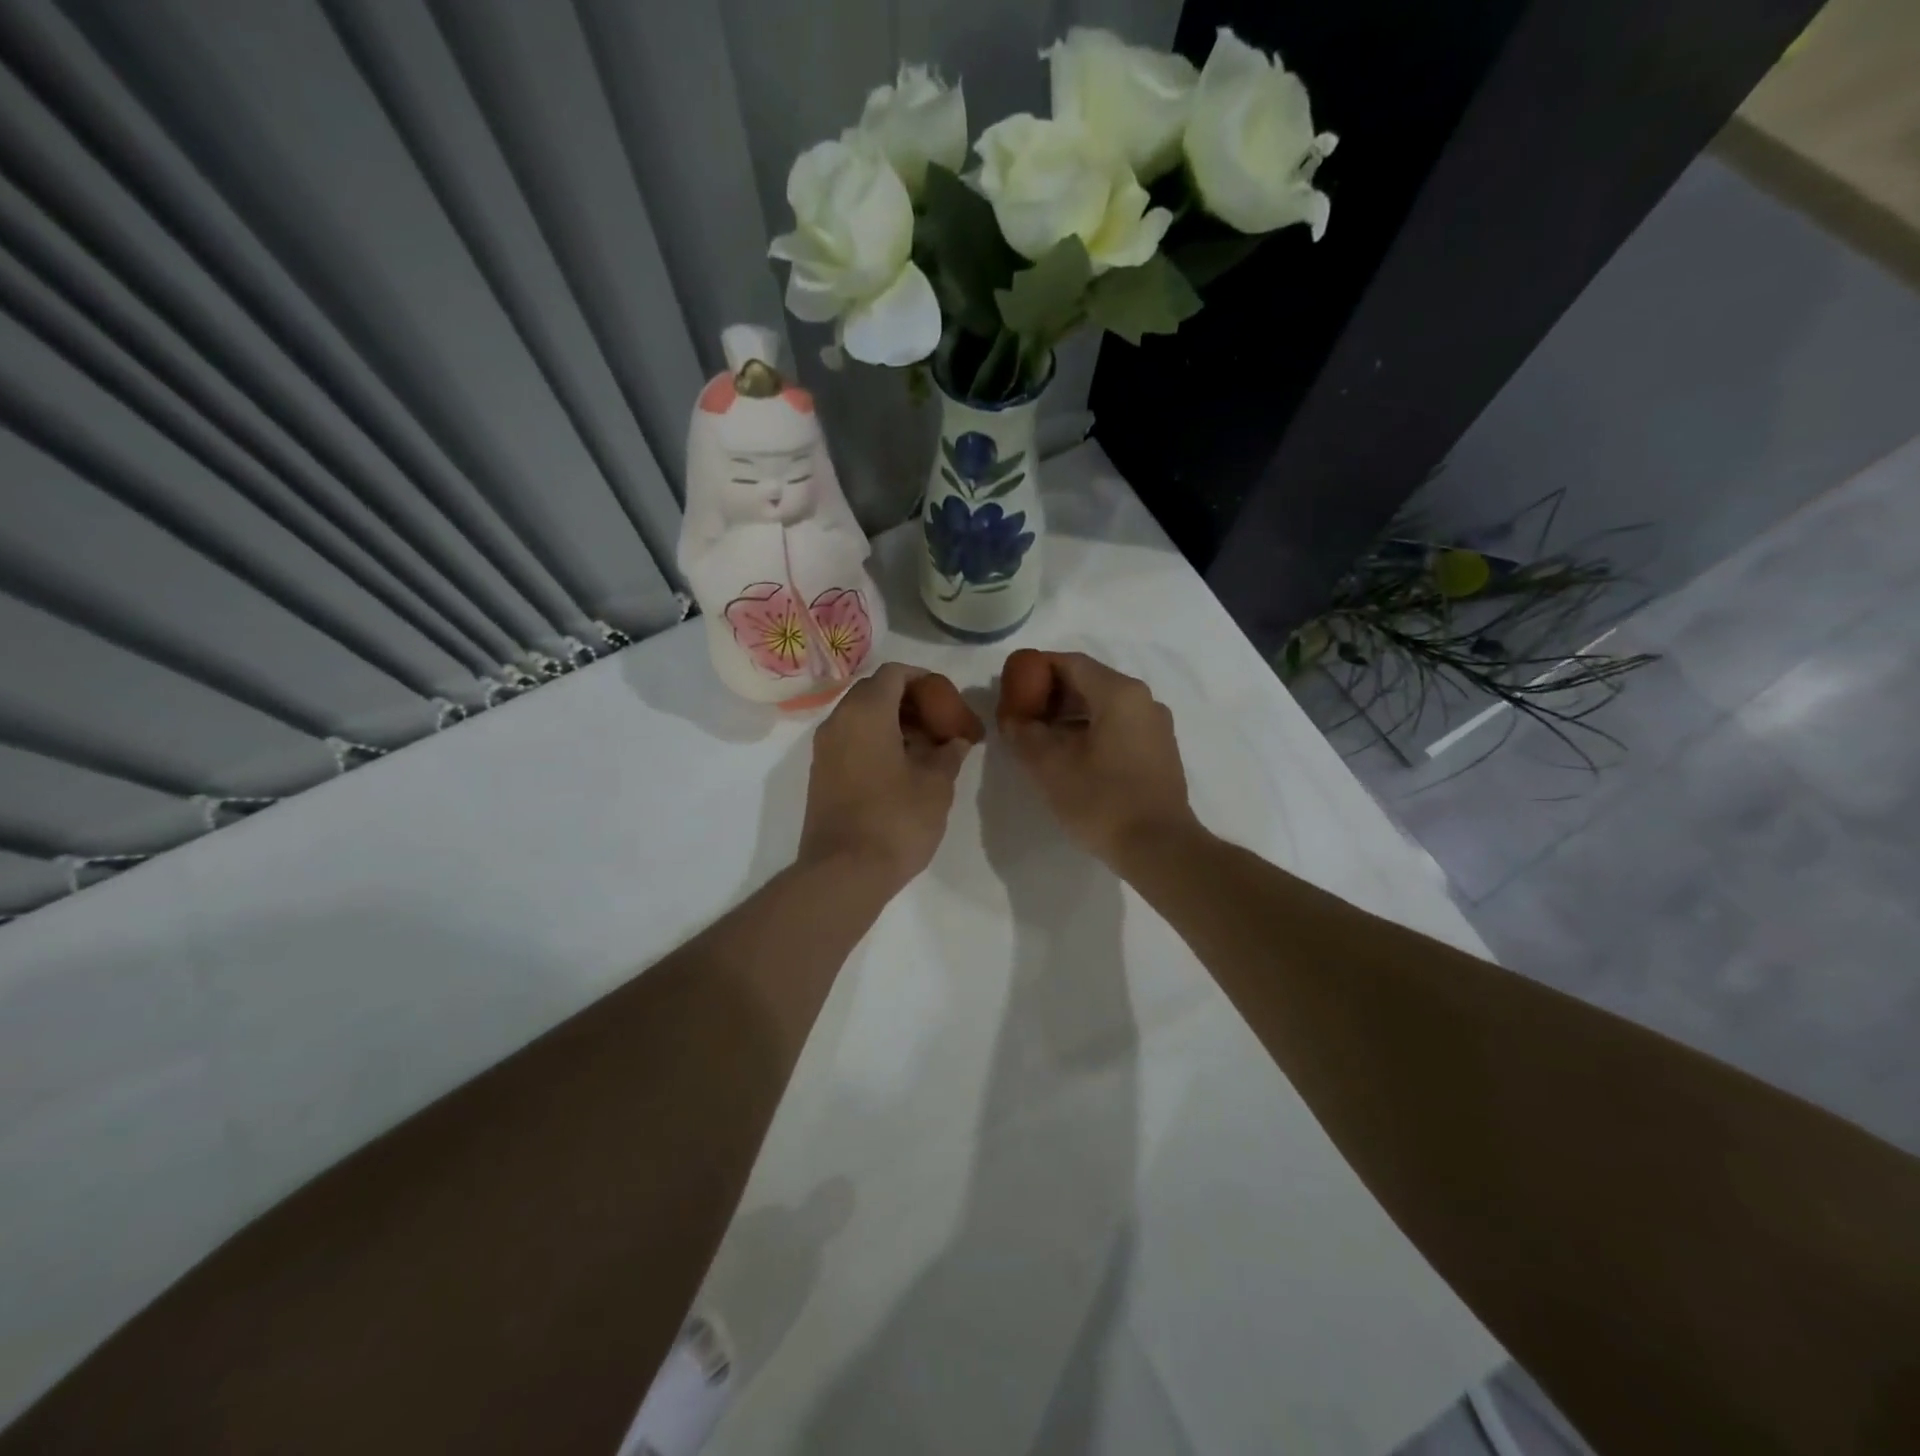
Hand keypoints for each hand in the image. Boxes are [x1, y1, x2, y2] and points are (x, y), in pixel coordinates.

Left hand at [798, 663, 983, 890]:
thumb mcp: (936, 784)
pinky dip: (878, 742)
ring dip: (895, 723)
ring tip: (928, 749)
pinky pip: (851, 741)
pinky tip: (904, 769)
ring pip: (862, 718)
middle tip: (941, 724)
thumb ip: (948, 753)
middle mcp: (838, 721)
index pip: (895, 673)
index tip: (948, 700)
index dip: (925, 680)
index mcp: (865, 712)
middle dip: (910, 702)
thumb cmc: (896, 819)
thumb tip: (955, 742)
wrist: (843, 872)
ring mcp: (824, 749)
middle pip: (875, 692)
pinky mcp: (821, 774)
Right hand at [997, 650, 1198, 864]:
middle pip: (1088, 682)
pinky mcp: (1159, 750)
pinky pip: (1118, 726)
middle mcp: (1143, 700)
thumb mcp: (1049, 766)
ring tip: (1040, 739)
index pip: (1069, 662)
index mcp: (1119, 693)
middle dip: (1050, 695)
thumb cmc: (1101, 800)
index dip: (1035, 670)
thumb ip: (1023, 733)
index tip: (1010, 688)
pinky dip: (1090, 731)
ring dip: (1068, 716)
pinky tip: (1070, 757)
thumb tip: (1013, 719)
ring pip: (1103, 706)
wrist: (1159, 848)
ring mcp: (1156, 725)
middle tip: (1020, 716)